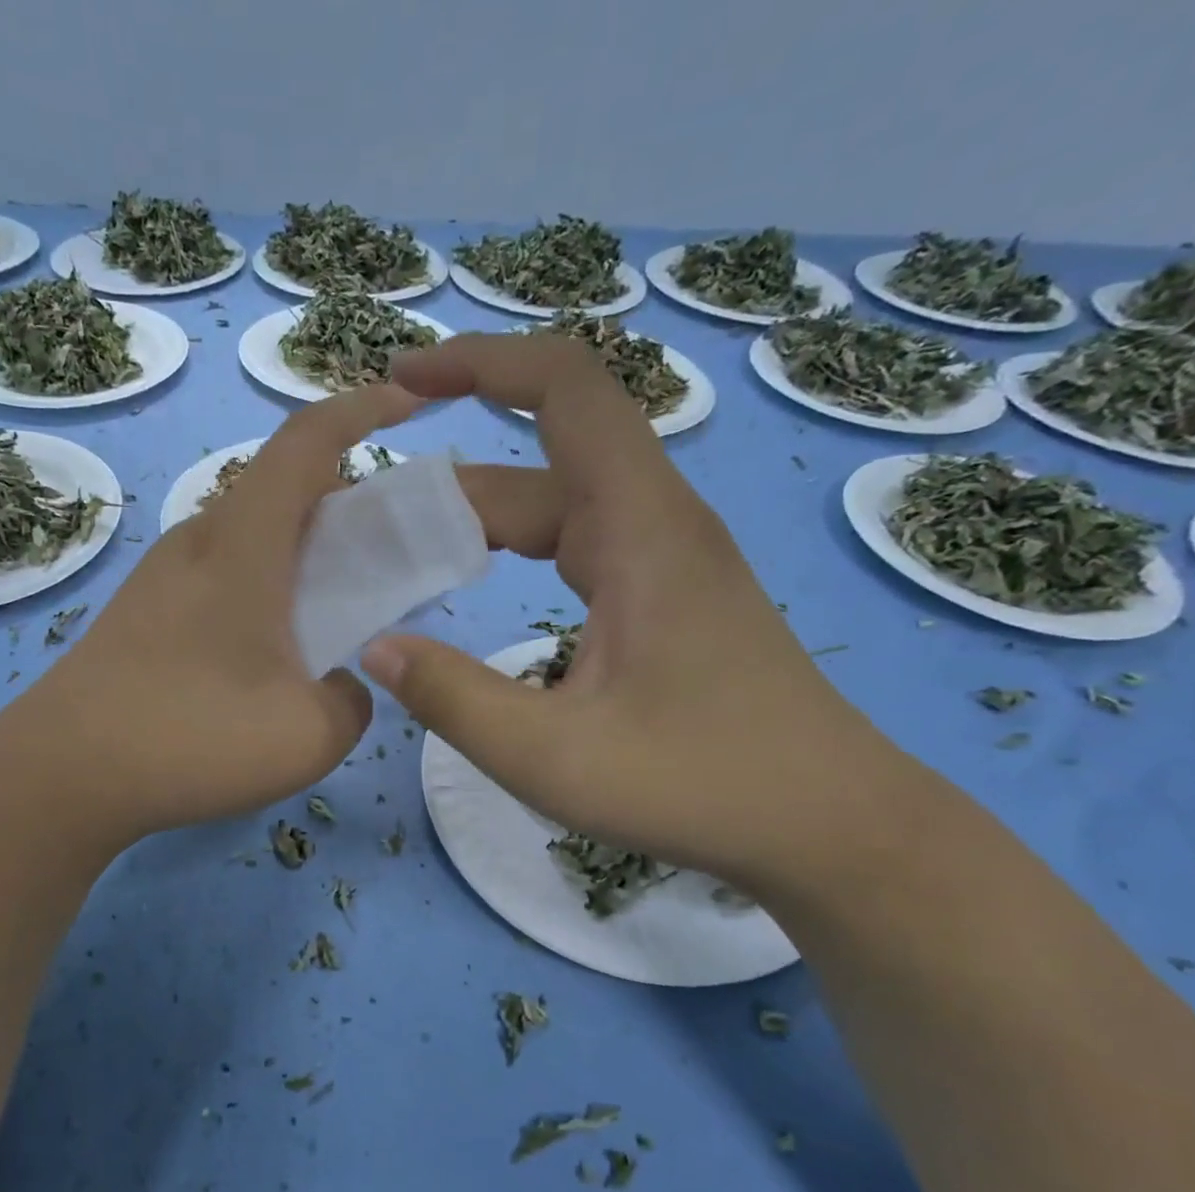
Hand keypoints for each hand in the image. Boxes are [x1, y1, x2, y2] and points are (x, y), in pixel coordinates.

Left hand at [18, 383, 420, 842]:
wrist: (61, 775)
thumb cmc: (192, 737)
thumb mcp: (309, 735)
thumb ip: (352, 702)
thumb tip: (343, 688)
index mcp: (243, 542)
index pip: (308, 441)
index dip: (363, 409)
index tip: (407, 404)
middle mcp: (198, 541)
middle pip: (279, 490)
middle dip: (341, 502)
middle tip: (382, 555)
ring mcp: (161, 577)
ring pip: (247, 537)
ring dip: (298, 554)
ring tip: (330, 614)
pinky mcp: (140, 614)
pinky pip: (218, 576)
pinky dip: (261, 590)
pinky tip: (266, 657)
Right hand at [363, 332, 905, 889]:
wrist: (828, 823)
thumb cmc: (699, 786)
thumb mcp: (553, 757)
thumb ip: (454, 700)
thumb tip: (376, 649)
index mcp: (640, 529)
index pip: (564, 389)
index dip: (479, 364)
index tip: (403, 380)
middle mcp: (656, 524)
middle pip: (540, 463)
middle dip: (449, 482)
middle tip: (366, 528)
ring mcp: (666, 560)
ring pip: (557, 507)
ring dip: (479, 521)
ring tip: (403, 558)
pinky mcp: (667, 597)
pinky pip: (577, 545)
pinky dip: (515, 550)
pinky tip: (478, 587)